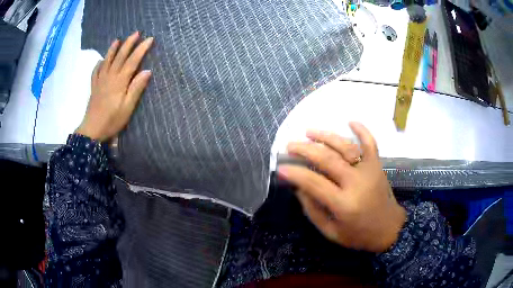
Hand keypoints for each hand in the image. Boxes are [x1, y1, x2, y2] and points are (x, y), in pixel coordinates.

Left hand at [76, 31, 153, 140]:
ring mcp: (100, 81)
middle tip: (136, 33)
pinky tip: (101, 60)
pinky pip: (96, 71)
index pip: (132, 61)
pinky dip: (99, 64)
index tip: (150, 39)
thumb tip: (147, 71)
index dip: (141, 49)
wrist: (92, 130)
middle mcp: (109, 77)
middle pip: (120, 56)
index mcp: (120, 81)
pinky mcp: (94, 87)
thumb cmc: (112, 120)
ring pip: (107, 60)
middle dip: (128, 43)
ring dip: (113, 49)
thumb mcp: (128, 107)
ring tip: (117, 40)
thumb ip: (136, 88)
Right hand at [279, 122, 405, 252]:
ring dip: (326, 136)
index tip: (281, 167)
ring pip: (346, 147)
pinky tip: (351, 121)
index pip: (314, 183)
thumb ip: (313, 210)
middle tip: (290, 145)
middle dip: (306, 150)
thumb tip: (298, 187)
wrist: (389, 229)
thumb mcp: (331, 232)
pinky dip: (362, 130)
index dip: (295, 173)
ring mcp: (369, 171)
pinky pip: (371, 143)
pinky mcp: (377, 166)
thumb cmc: (358, 235)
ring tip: (309, 131)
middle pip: (328, 159)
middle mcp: (357, 183)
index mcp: (344, 204)